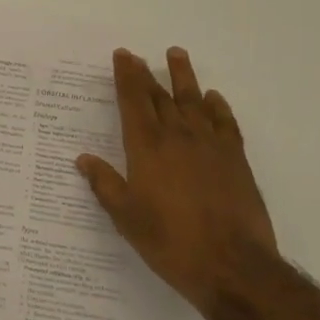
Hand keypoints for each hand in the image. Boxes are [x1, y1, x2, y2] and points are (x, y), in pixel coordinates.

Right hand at [76, 48, 277, 315]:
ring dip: (183, 77)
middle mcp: (178, 136)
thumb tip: (83, 159)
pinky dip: (217, 106)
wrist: (233, 265)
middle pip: (160, 96)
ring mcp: (210, 145)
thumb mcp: (127, 218)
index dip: (126, 77)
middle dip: (147, 74)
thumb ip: (106, 185)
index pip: (133, 101)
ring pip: (194, 100)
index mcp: (147, 148)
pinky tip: (213, 98)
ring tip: (176, 54)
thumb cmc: (171, 242)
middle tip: (138, 56)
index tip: (123, 56)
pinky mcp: (236, 159)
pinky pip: (225, 122)